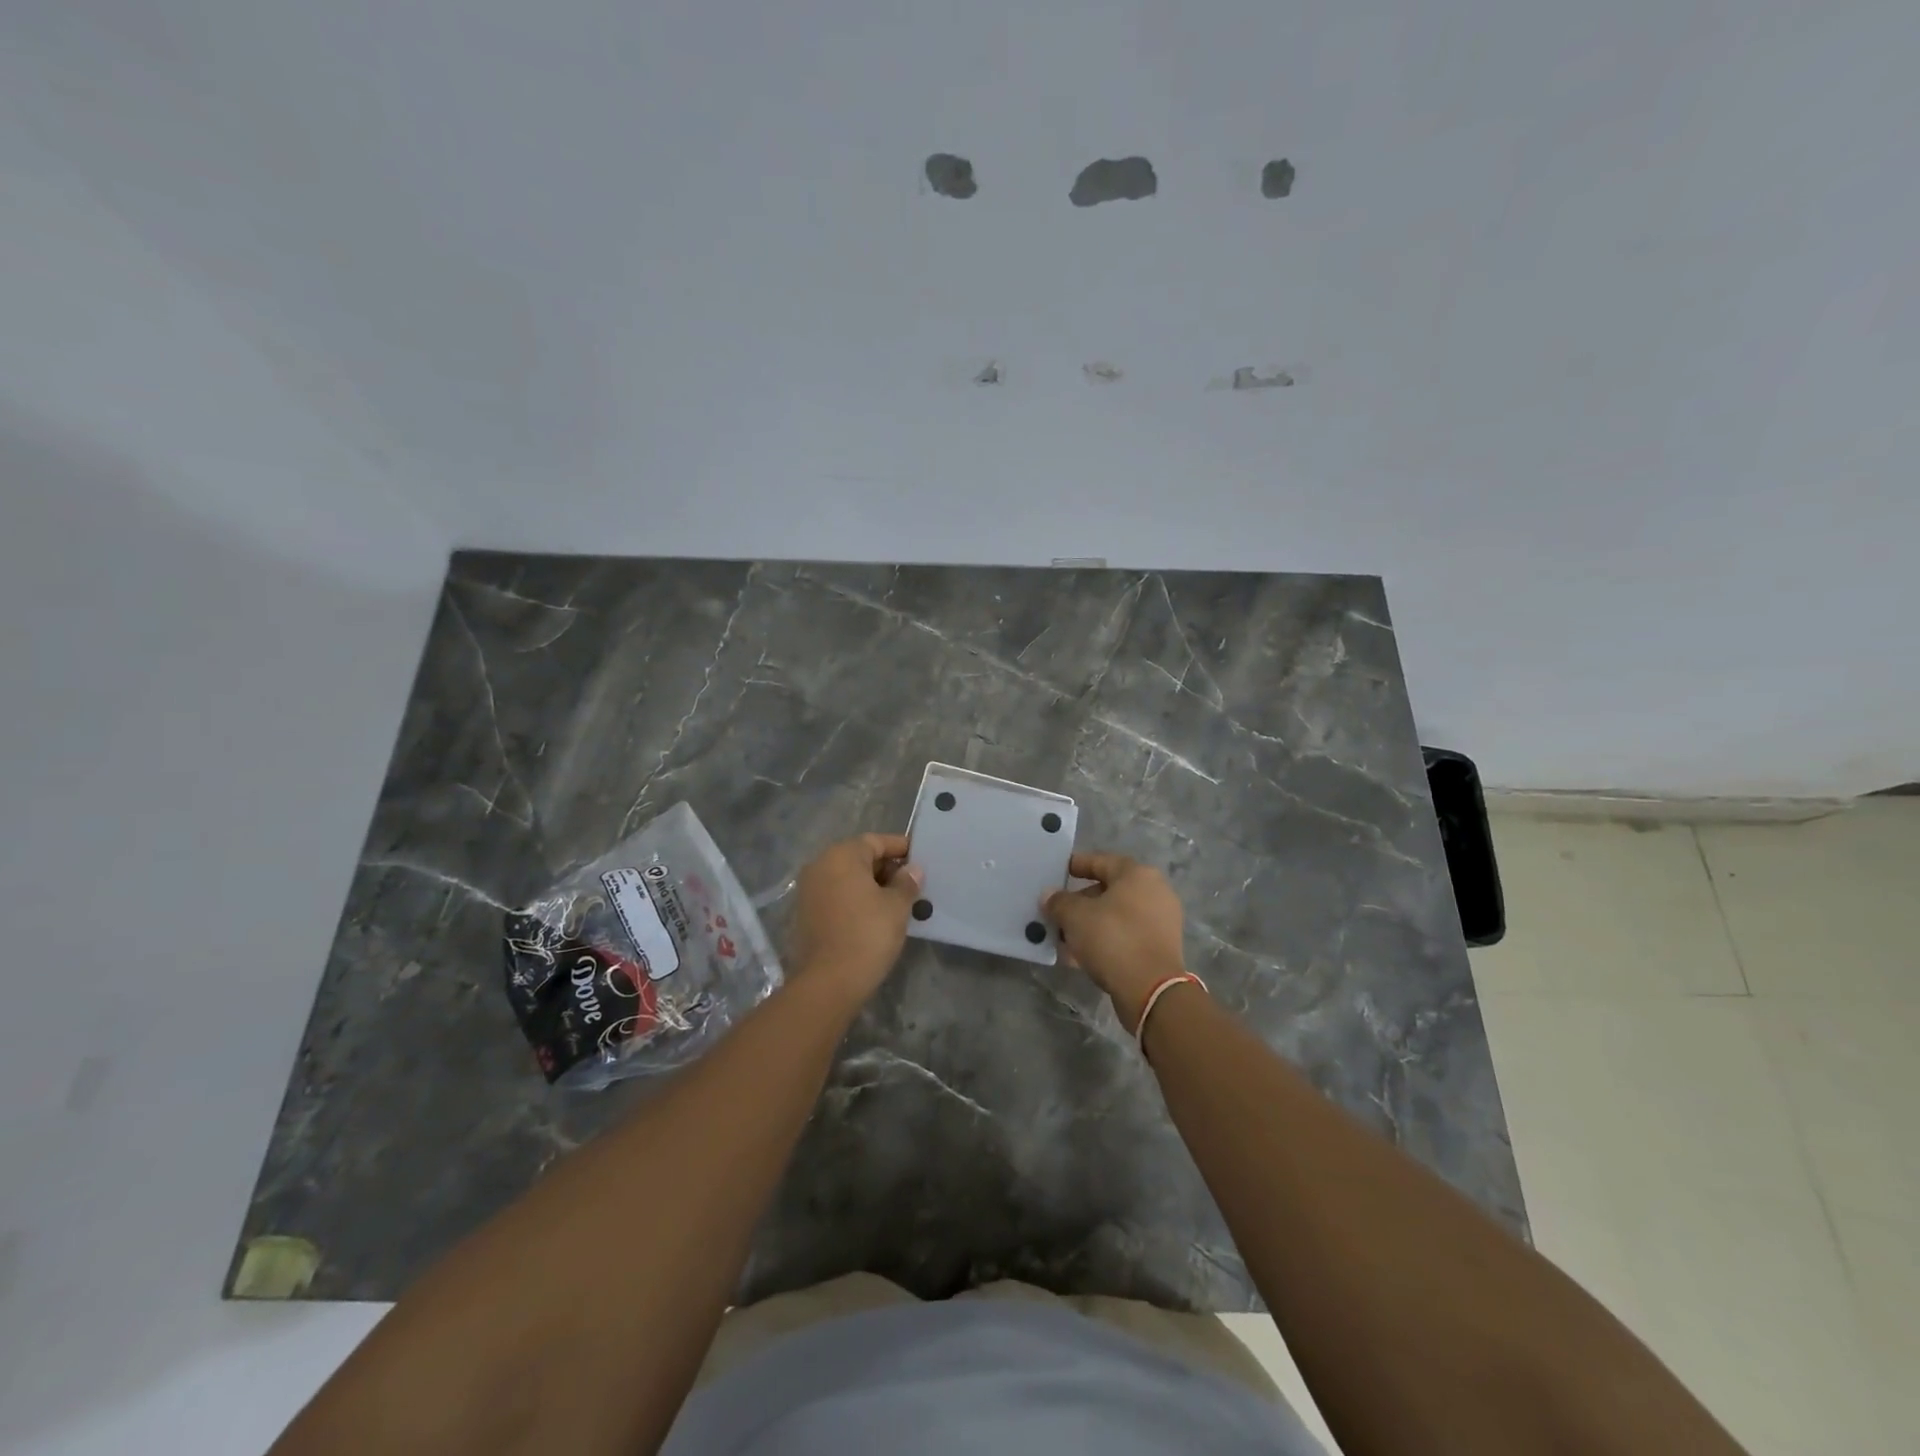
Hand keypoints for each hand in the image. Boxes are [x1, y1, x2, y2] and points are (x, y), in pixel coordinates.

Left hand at [786, 833, 923, 1003]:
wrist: (828, 983)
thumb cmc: (867, 935)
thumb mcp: (896, 906)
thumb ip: (906, 883)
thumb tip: (912, 870)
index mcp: (841, 856)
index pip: (875, 841)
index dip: (900, 848)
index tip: (920, 859)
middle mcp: (820, 866)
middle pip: (859, 857)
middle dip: (886, 868)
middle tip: (912, 884)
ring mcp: (808, 890)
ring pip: (847, 878)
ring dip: (871, 885)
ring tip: (898, 901)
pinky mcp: (805, 914)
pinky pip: (836, 896)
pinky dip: (855, 899)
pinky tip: (875, 916)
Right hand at [1043, 852, 1186, 1030]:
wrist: (1151, 990)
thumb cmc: (1113, 939)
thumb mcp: (1075, 917)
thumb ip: (1059, 902)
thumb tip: (1049, 895)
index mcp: (1137, 875)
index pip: (1101, 861)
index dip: (1076, 865)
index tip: (1057, 872)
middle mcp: (1154, 892)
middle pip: (1109, 890)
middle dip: (1080, 901)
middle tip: (1056, 912)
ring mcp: (1161, 921)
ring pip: (1116, 916)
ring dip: (1089, 924)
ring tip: (1063, 937)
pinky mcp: (1160, 948)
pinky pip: (1125, 936)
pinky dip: (1104, 941)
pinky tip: (1079, 956)